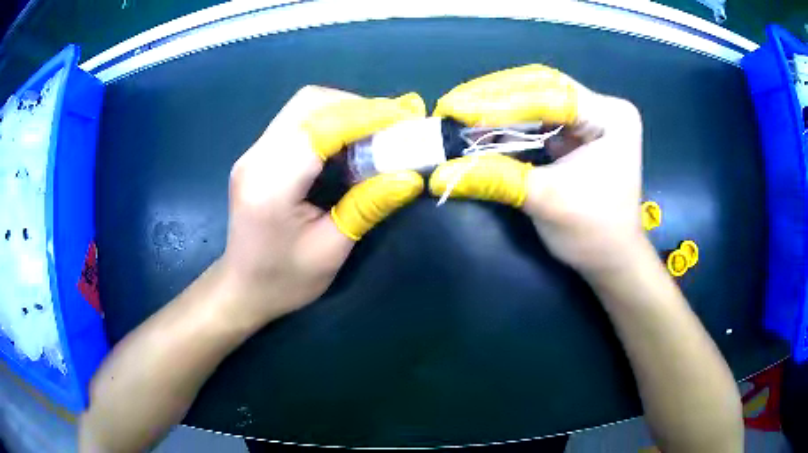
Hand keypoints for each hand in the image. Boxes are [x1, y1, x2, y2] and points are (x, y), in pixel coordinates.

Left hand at [220, 86, 425, 329]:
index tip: (406, 117)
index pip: (321, 128)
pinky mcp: (258, 155)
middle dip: (357, 106)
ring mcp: (253, 153)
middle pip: (308, 103)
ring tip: (377, 131)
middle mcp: (256, 158)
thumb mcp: (331, 251)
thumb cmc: (284, 280)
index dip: (367, 116)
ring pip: (303, 107)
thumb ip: (367, 207)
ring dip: (344, 110)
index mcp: (271, 184)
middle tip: (392, 124)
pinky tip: (349, 142)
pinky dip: (329, 122)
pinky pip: (297, 121)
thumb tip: (410, 176)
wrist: (242, 288)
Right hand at [430, 64, 644, 275]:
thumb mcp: (546, 201)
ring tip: (460, 111)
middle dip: (495, 96)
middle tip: (452, 104)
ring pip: (537, 97)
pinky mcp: (577, 131)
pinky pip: (538, 115)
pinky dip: (508, 120)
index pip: (551, 94)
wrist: (612, 258)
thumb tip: (439, 175)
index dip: (501, 101)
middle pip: (542, 87)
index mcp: (611, 116)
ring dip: (497, 105)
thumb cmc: (592, 232)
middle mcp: (602, 106)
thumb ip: (496, 179)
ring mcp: (590, 116)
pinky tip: (481, 123)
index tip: (456, 108)